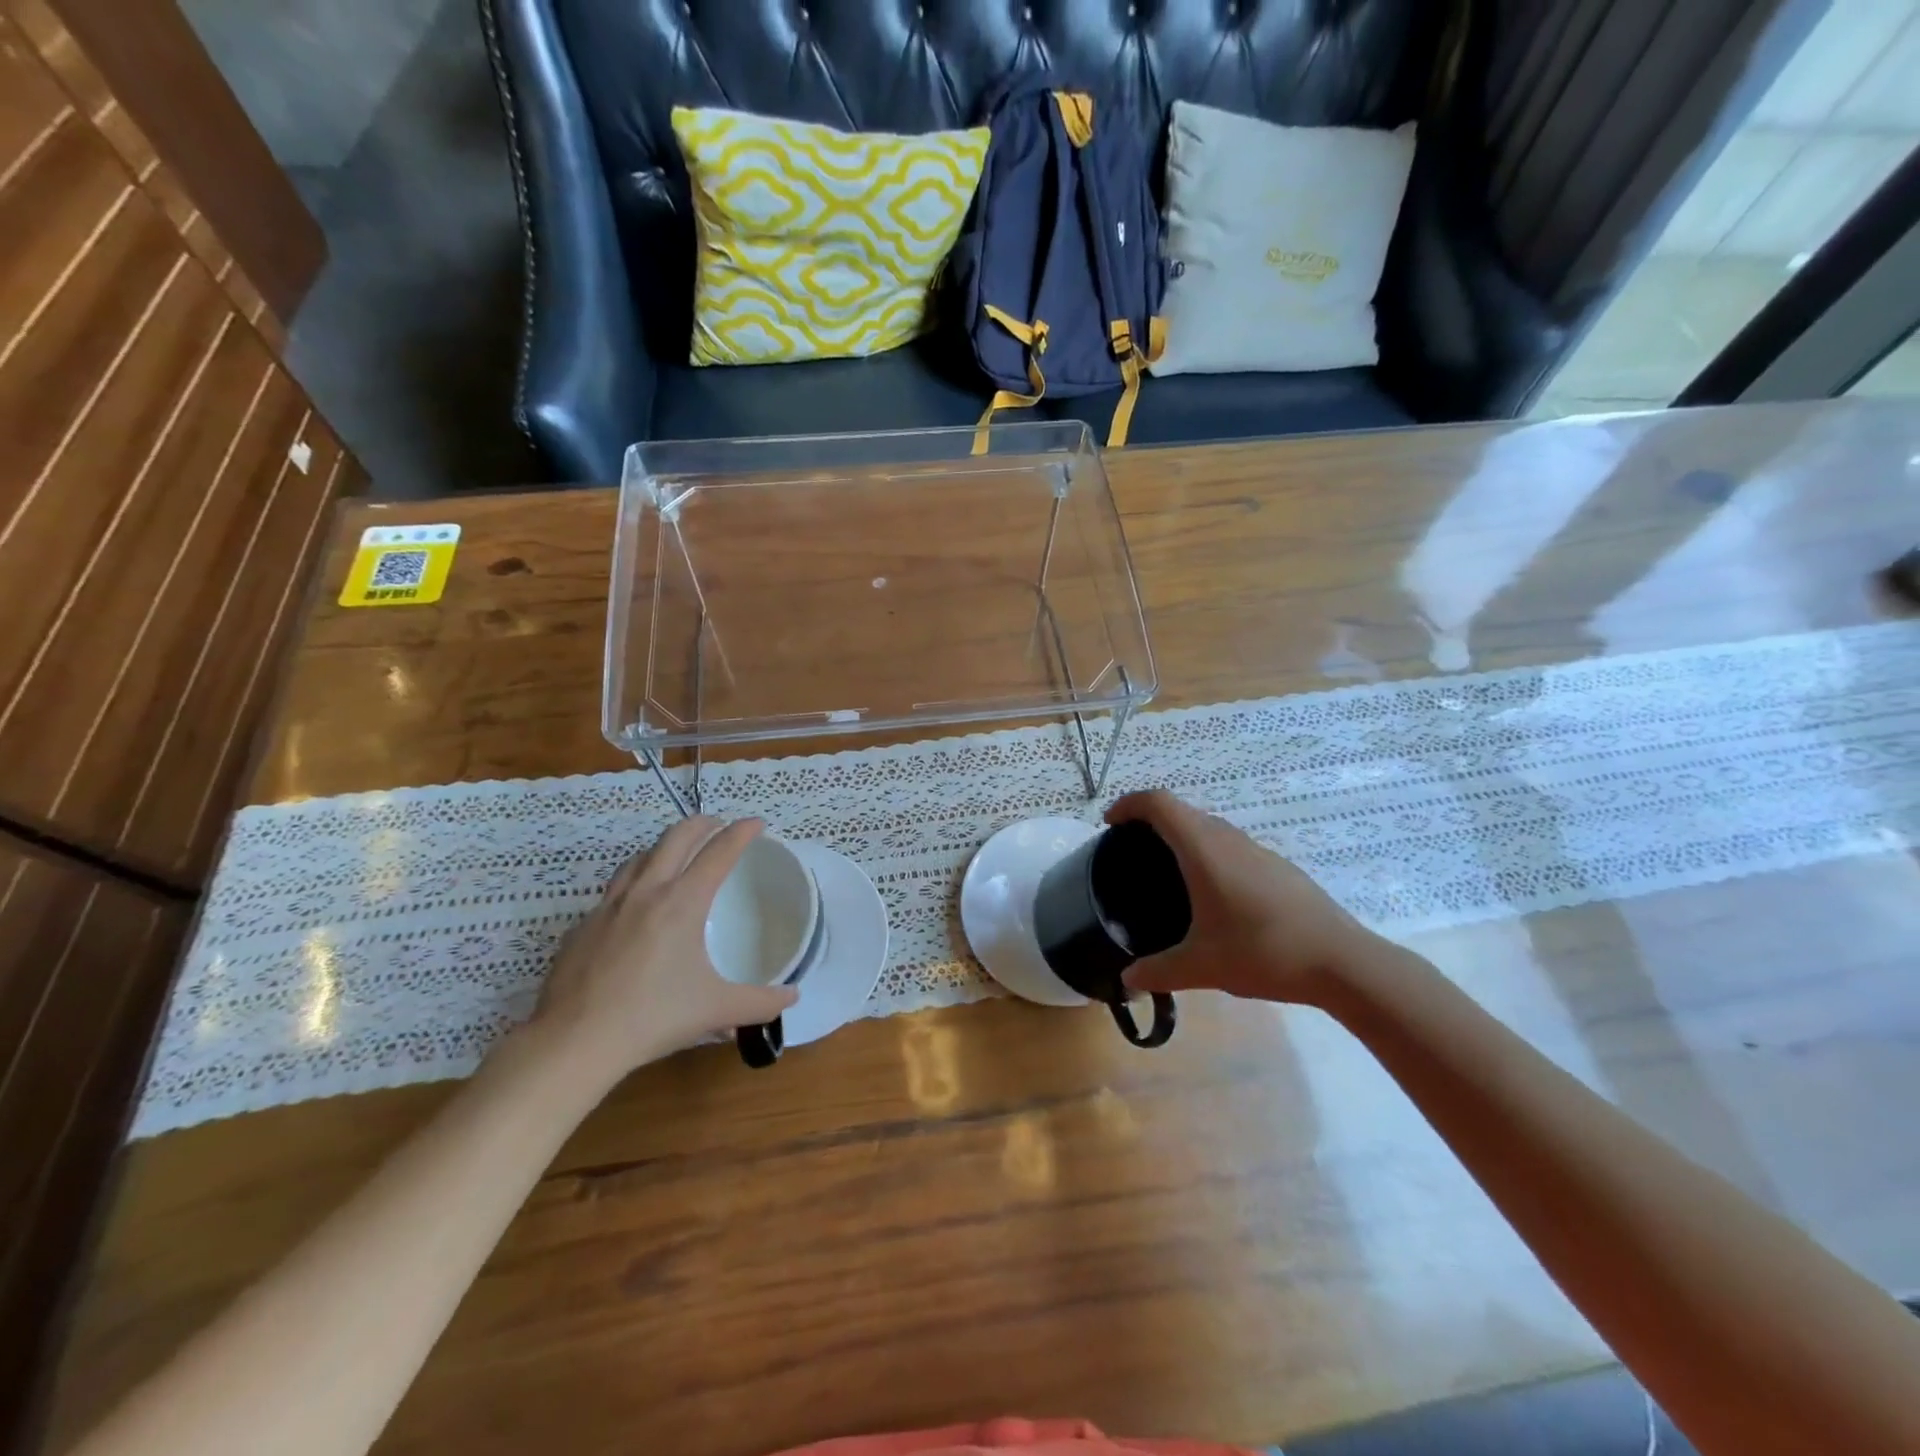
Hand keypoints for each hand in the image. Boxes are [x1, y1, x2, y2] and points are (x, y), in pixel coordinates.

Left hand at [528, 816, 797, 1081]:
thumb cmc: (653, 1017)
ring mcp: (608, 907)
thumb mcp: (716, 1010)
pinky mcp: (582, 927)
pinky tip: (635, 910)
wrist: (574, 1042)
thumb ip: (760, 1003)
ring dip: (664, 847)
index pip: (718, 852)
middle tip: (718, 824)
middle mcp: (646, 892)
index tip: (756, 823)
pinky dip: (633, 886)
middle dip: (702, 823)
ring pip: (639, 858)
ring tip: (676, 855)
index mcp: (682, 903)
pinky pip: (613, 893)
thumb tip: (792, 999)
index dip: (741, 832)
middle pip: (675, 837)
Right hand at [1109, 789, 1380, 1005]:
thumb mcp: (1202, 967)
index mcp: (1204, 850)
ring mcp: (1258, 851)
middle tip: (1131, 850)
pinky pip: (1231, 846)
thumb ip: (1158, 971)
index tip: (1110, 824)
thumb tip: (1127, 978)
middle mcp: (1229, 839)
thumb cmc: (1263, 952)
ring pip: (1210, 827)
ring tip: (1168, 872)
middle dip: (1151, 820)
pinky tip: (1214, 895)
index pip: (1159, 804)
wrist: (1342, 962)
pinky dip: (1209, 853)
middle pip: (1183, 811)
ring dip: (1183, 835)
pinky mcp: (1279, 868)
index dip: (1129, 804)